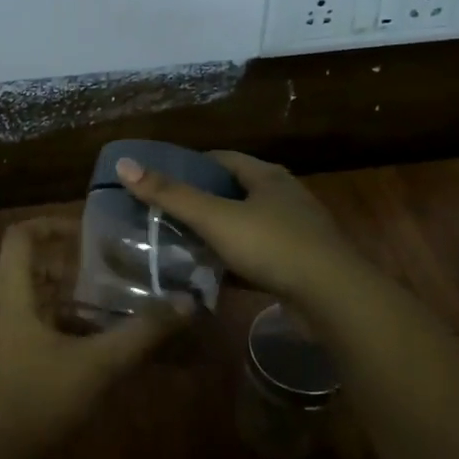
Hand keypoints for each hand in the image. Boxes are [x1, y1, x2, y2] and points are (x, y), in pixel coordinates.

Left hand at [0, 217, 191, 449]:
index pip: (19, 236)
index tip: (87, 231)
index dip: (50, 224)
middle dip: (60, 257)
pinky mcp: (3, 358)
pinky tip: (89, 336)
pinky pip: (27, 320)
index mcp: (11, 295)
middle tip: (99, 261)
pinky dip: (55, 317)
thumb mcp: (98, 364)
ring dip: (58, 289)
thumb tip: (186, 303)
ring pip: (26, 293)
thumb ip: (142, 333)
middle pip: (23, 263)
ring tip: (101, 294)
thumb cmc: (41, 399)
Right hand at [116, 150, 360, 307]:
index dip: (190, 166)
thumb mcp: (215, 218)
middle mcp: (284, 198)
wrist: (333, 298)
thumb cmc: (273, 246)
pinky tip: (212, 273)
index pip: (222, 160)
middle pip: (234, 192)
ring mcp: (295, 232)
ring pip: (245, 226)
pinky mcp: (298, 265)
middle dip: (201, 201)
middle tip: (164, 214)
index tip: (160, 180)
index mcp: (267, 177)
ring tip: (181, 243)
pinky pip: (257, 256)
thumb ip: (170, 194)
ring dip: (217, 233)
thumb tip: (125, 164)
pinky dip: (233, 261)